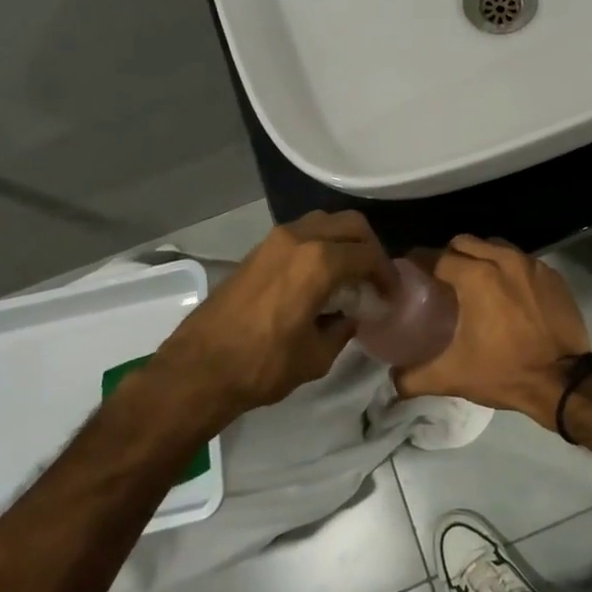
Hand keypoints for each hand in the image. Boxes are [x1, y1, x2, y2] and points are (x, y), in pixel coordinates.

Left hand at [159, 211, 392, 412]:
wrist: (198, 369)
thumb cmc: (263, 365)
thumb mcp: (317, 354)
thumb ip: (343, 327)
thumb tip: (351, 315)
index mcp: (319, 262)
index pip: (368, 256)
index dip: (386, 275)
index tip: (392, 296)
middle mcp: (300, 238)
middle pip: (350, 225)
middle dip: (370, 248)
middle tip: (375, 279)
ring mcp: (275, 239)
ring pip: (324, 222)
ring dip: (343, 241)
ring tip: (349, 274)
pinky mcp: (258, 250)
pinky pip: (302, 233)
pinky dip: (320, 245)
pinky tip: (320, 276)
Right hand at [392, 235, 589, 424]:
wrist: (563, 382)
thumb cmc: (505, 371)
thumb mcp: (453, 376)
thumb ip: (414, 377)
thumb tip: (391, 381)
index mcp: (476, 275)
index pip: (437, 257)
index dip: (420, 264)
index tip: (410, 275)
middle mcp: (503, 259)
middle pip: (465, 243)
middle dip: (450, 255)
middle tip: (441, 280)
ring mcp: (531, 264)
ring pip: (495, 247)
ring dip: (480, 258)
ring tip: (474, 283)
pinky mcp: (552, 275)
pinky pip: (521, 261)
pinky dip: (508, 270)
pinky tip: (506, 294)